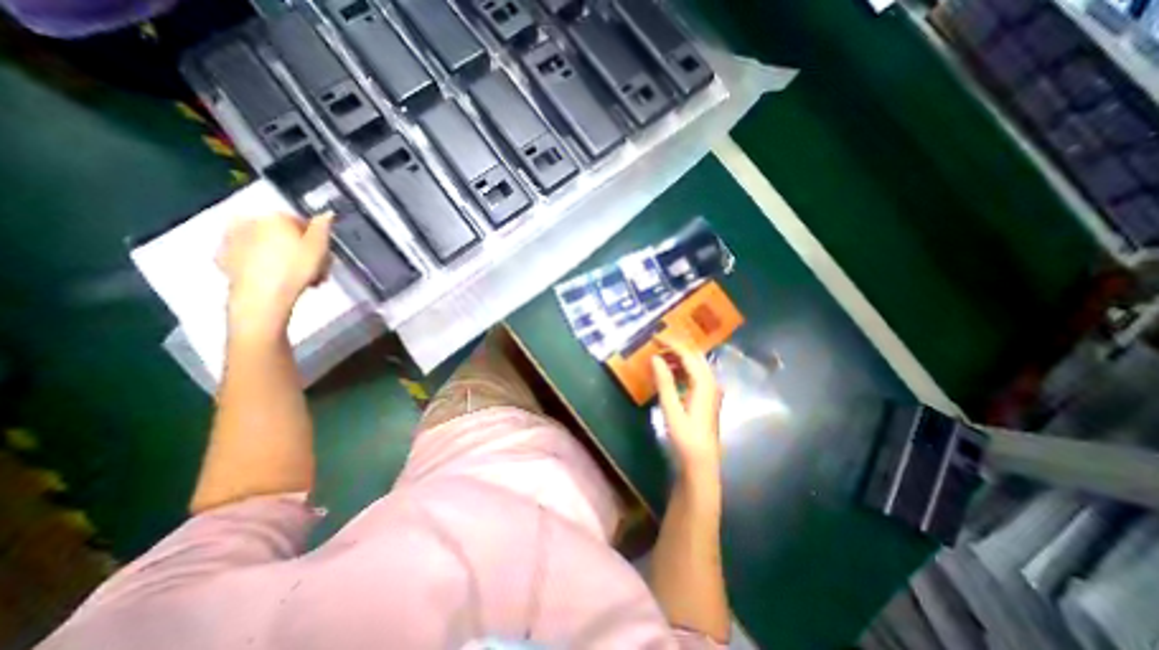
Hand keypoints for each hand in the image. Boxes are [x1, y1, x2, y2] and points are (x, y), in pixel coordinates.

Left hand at [216, 214, 331, 338]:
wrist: (262, 296)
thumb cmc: (296, 269)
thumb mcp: (319, 247)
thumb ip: (323, 227)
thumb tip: (326, 213)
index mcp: (275, 217)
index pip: (301, 222)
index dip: (315, 240)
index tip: (323, 256)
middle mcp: (250, 221)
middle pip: (282, 234)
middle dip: (299, 250)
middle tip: (314, 269)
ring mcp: (232, 239)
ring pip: (267, 245)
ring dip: (284, 258)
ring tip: (299, 278)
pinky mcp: (224, 258)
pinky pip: (252, 258)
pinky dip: (264, 265)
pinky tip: (277, 279)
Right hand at [650, 333, 720, 474]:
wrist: (701, 463)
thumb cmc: (686, 437)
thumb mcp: (671, 409)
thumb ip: (664, 382)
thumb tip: (655, 357)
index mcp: (704, 383)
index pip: (688, 354)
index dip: (671, 343)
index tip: (655, 337)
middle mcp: (711, 383)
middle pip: (695, 356)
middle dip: (676, 347)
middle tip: (656, 344)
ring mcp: (711, 390)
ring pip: (695, 365)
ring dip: (678, 358)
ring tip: (659, 357)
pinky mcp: (706, 398)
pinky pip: (694, 375)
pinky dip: (681, 370)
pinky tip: (669, 374)